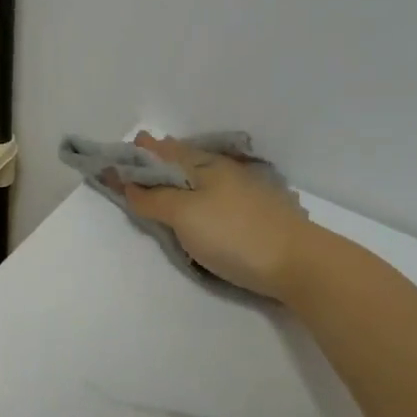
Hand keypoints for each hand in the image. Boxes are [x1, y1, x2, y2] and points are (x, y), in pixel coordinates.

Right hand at [112, 131, 312, 298]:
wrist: (299, 264)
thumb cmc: (234, 234)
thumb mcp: (184, 214)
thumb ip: (153, 199)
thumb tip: (129, 184)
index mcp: (204, 165)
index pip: (163, 152)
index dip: (140, 153)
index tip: (117, 157)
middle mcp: (224, 171)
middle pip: (184, 159)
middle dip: (161, 157)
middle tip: (142, 153)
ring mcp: (243, 191)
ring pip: (202, 176)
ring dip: (181, 174)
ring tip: (165, 176)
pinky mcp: (255, 214)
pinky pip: (216, 193)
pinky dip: (198, 191)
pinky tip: (201, 200)